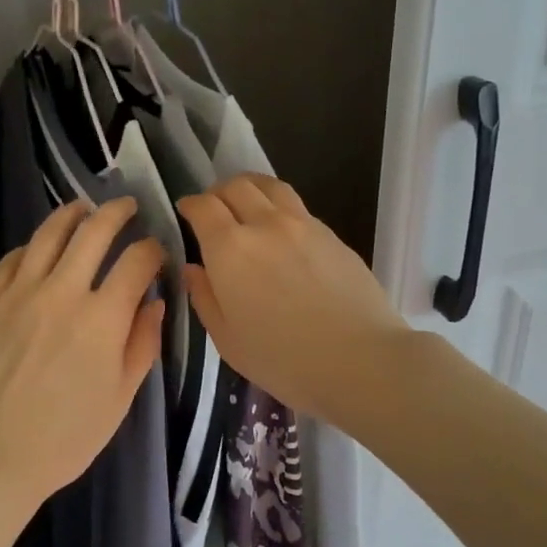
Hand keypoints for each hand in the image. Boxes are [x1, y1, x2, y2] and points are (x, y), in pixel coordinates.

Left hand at [0, 198, 163, 504]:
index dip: (153, 250)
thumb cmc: (64, 437)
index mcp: (102, 317)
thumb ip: (142, 344)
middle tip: (127, 208)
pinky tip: (38, 249)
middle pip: (94, 231)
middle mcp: (62, 291)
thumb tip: (154, 302)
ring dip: (72, 214)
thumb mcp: (120, 398)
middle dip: (117, 213)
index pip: (137, 261)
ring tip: (83, 209)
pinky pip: (12, 259)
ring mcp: (18, 291)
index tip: (156, 252)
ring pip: (49, 233)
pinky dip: (32, 247)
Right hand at [177, 175, 408, 426]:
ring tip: (247, 205)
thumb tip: (194, 268)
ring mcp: (303, 225)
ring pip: (270, 186)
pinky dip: (279, 207)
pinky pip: (297, 206)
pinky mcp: (332, 234)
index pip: (204, 206)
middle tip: (214, 209)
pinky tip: (282, 231)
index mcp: (230, 248)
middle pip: (237, 186)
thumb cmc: (283, 360)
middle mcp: (265, 224)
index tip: (185, 211)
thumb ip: (205, 297)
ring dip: (251, 189)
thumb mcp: (227, 340)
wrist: (361, 360)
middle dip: (218, 192)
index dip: (190, 204)